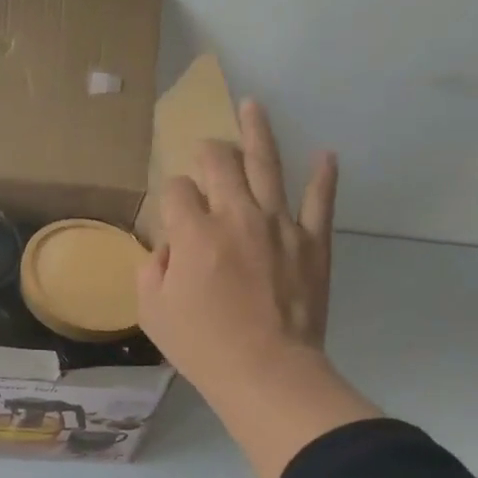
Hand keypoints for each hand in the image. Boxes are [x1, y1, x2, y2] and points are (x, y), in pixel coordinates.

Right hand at [138, 98, 336, 387]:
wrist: (267, 371)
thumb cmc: (203, 346)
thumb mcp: (153, 311)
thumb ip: (152, 268)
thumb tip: (169, 248)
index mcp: (194, 232)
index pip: (176, 190)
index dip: (171, 196)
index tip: (173, 213)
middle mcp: (236, 215)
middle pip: (219, 162)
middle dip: (207, 151)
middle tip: (205, 148)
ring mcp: (279, 224)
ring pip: (266, 164)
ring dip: (257, 131)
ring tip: (252, 105)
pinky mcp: (313, 241)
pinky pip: (320, 200)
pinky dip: (324, 176)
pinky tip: (325, 155)